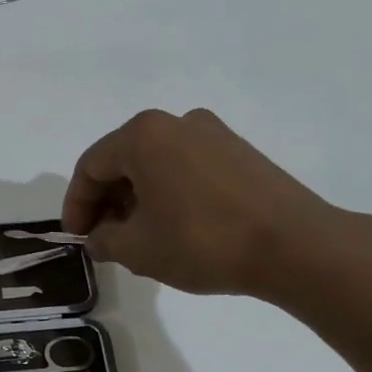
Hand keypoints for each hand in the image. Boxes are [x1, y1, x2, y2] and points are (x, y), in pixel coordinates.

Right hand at [61, 108, 342, 296]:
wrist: (295, 246)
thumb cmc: (202, 241)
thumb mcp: (138, 249)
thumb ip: (104, 240)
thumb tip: (99, 238)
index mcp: (143, 135)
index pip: (90, 167)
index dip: (76, 205)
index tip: (76, 238)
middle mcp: (176, 122)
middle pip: (123, 160)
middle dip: (106, 201)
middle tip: (104, 239)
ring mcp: (213, 134)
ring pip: (156, 164)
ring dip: (137, 199)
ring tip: (138, 238)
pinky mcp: (240, 152)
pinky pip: (186, 168)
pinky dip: (168, 193)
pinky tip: (173, 227)